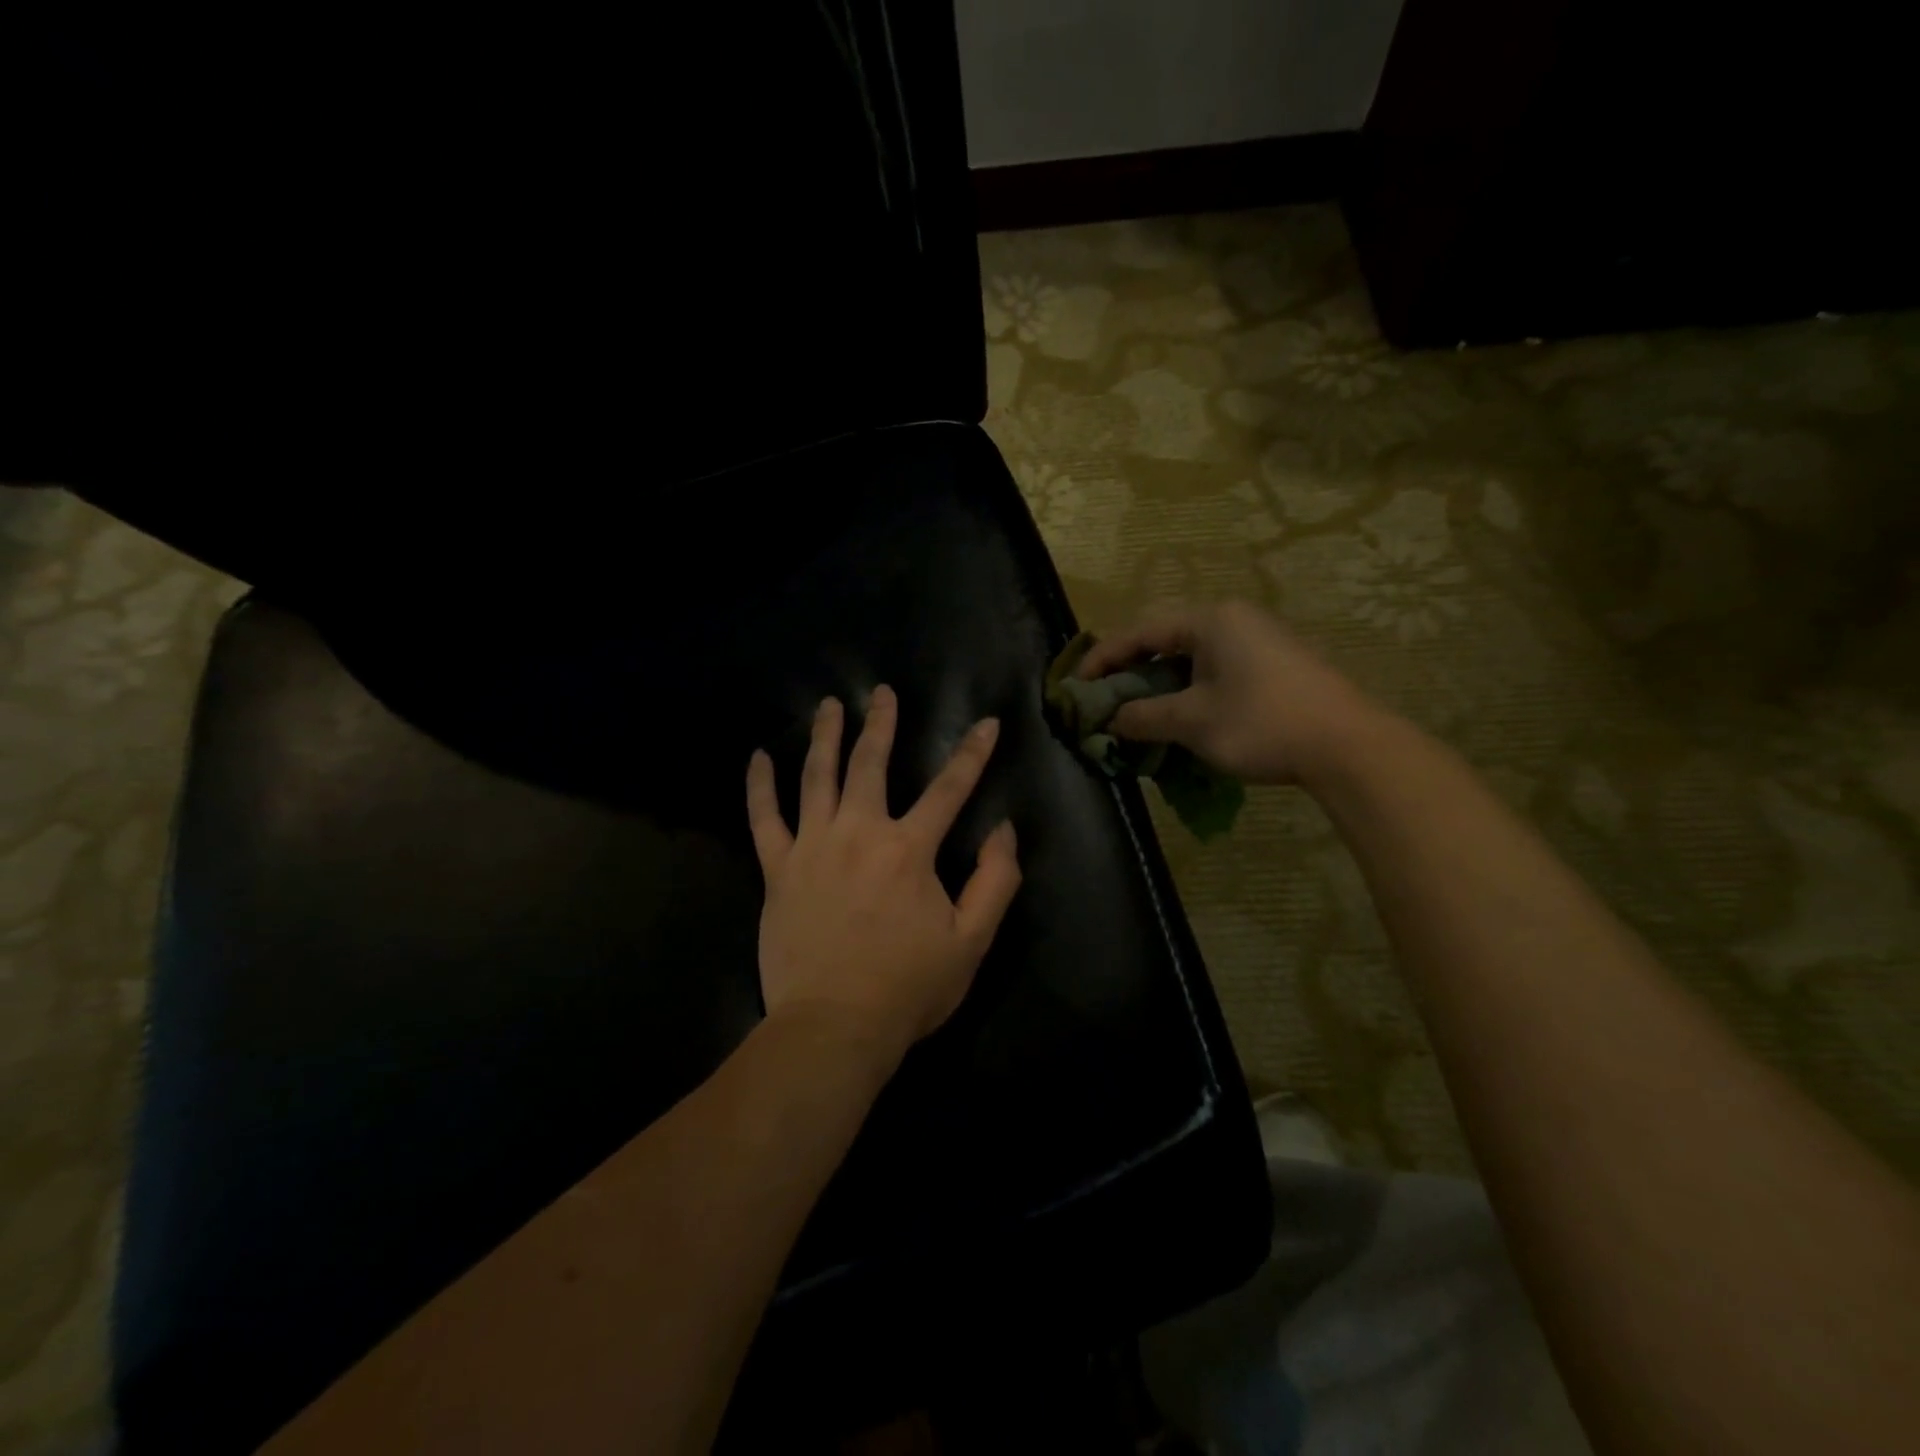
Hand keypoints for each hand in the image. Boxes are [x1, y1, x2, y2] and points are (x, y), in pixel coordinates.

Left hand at [745, 686, 1021, 1063]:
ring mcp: (812, 847)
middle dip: (881, 724)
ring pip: (817, 777)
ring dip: (824, 737)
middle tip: (882, 692)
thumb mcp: (972, 941)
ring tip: (828, 706)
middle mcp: (859, 833)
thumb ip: (996, 881)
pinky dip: (760, 786)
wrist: (834, 1027)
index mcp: (909, 849)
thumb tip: (1003, 829)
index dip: (972, 753)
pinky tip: (758, 758)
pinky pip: (764, 818)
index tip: (986, 722)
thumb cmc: (908, 988)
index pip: (949, 788)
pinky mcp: (778, 870)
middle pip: (871, 764)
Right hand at [1076, 600, 1381, 786]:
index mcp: (1210, 621)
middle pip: (1165, 640)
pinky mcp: (1276, 664)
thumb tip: (1112, 720)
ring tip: (1138, 711)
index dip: (1103, 658)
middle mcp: (1234, 620)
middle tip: (1105, 698)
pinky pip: (1217, 669)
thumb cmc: (1261, 723)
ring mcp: (1259, 640)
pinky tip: (1182, 715)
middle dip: (1131, 670)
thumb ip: (1143, 716)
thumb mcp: (1192, 722)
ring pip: (1192, 657)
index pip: (1140, 632)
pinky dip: (1190, 689)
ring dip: (1161, 684)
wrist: (1348, 746)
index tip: (1077, 685)